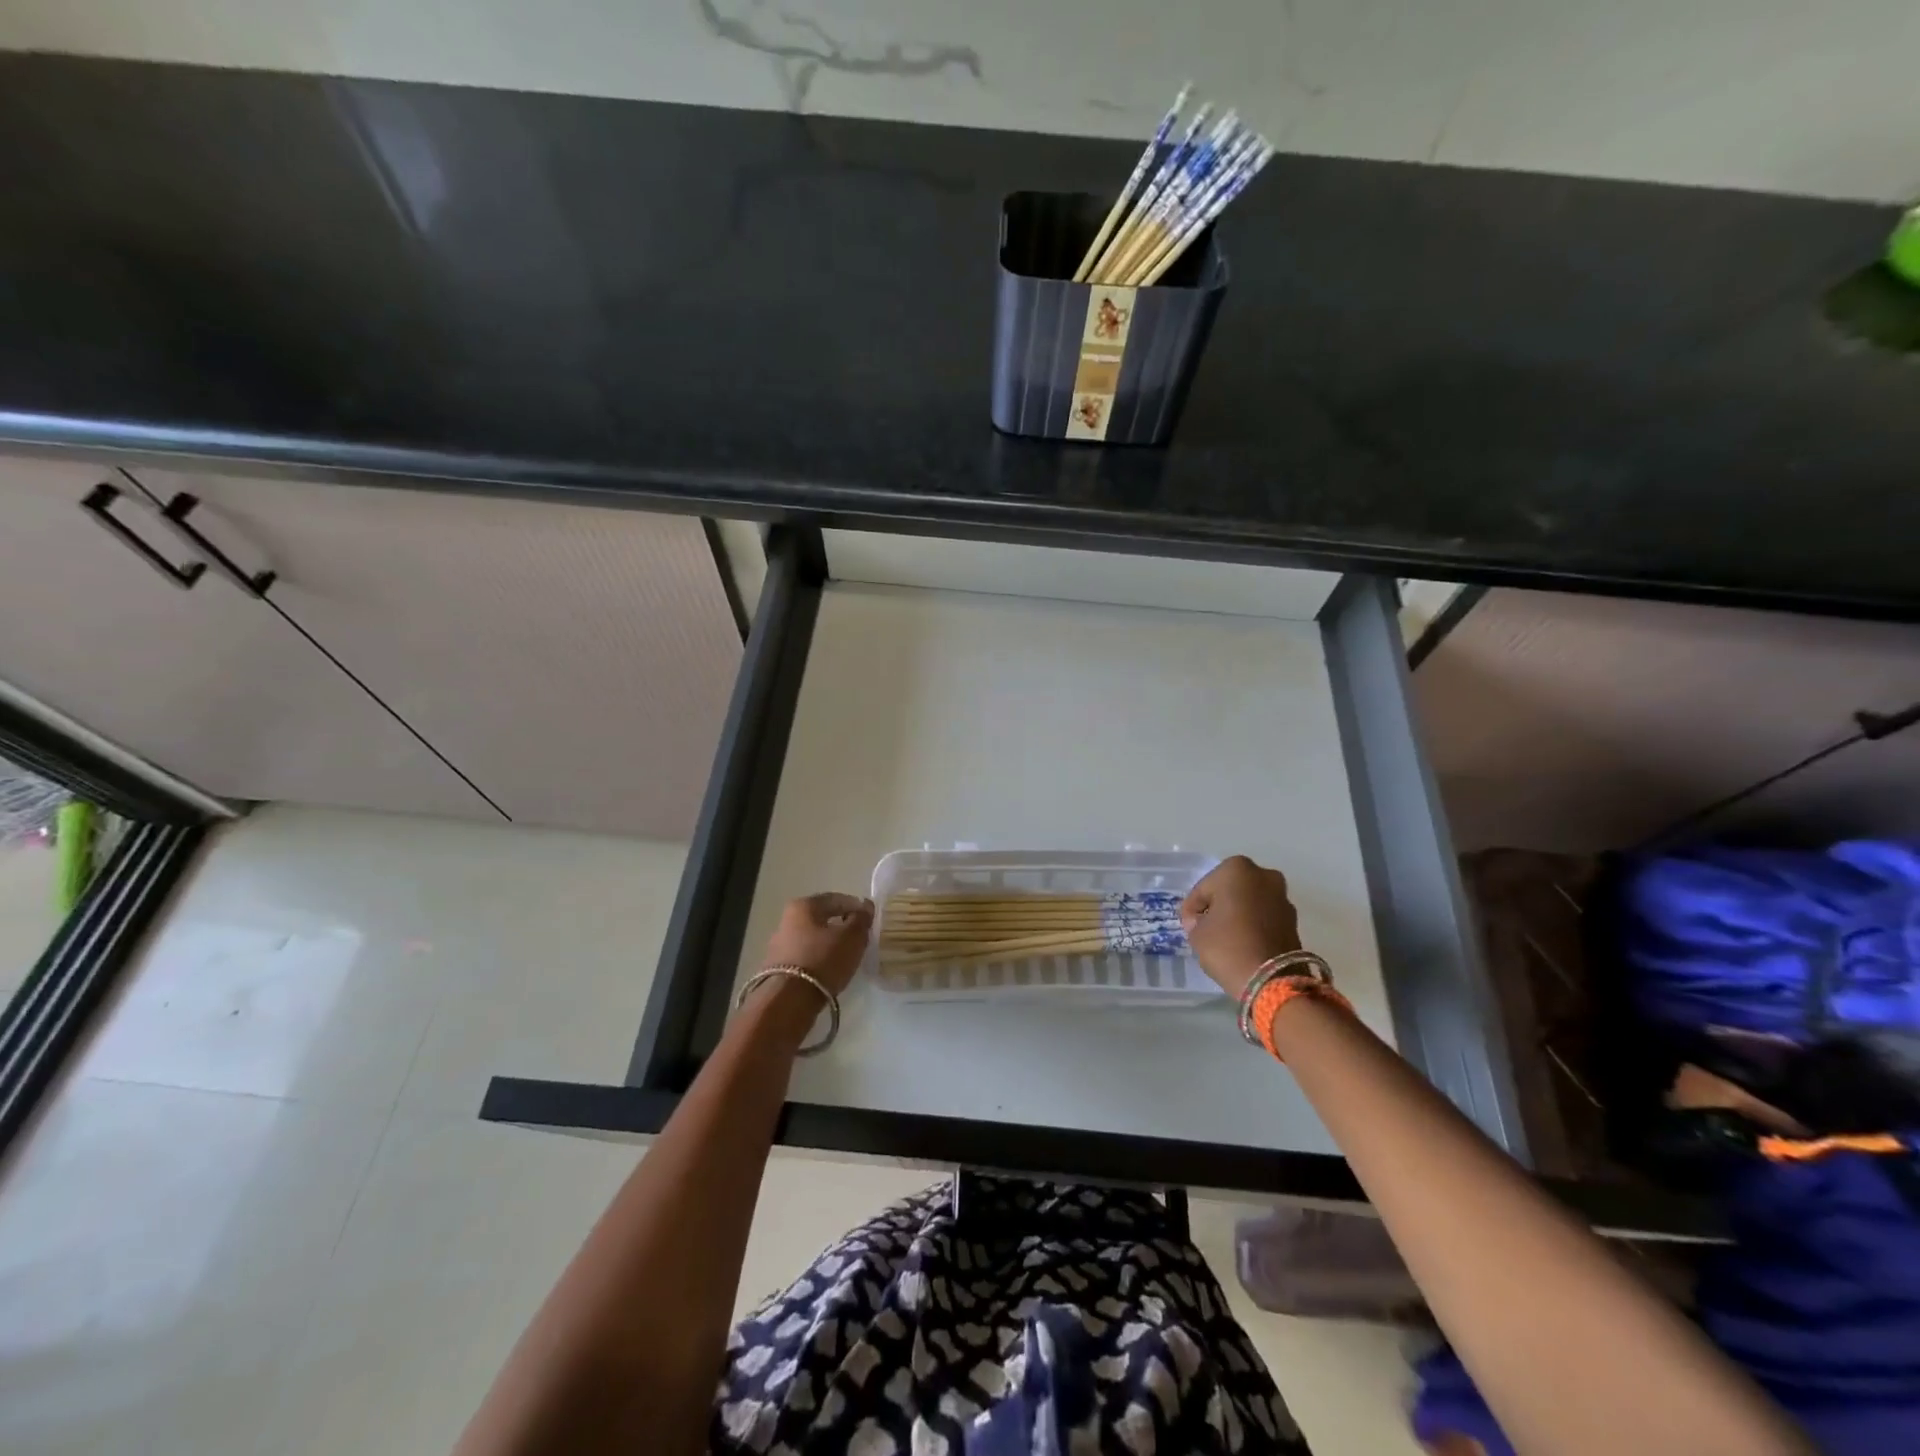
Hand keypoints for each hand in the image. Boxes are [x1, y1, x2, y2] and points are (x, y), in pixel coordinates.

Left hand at [761, 893, 873, 995]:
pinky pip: (806, 955)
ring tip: (847, 956)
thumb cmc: (823, 960)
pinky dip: (819, 958)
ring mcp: (779, 944)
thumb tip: (866, 906)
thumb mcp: (852, 937)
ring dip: (830, 943)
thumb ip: (861, 919)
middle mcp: (787, 919)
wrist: (788, 1001)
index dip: (857, 907)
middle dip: (842, 925)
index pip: (837, 899)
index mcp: (804, 905)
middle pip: (823, 918)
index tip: (871, 921)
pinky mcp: (777, 967)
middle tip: (860, 938)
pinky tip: (830, 969)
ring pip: (813, 937)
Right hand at [1180, 855, 1301, 999]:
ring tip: (1226, 938)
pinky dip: (1254, 926)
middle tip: (1207, 927)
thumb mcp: (1197, 933)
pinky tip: (1244, 943)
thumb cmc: (1227, 946)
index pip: (1203, 888)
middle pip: (1230, 890)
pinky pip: (1265, 917)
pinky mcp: (1294, 920)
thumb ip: (1196, 920)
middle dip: (1219, 906)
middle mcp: (1263, 875)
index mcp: (1235, 869)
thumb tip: (1202, 921)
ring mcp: (1282, 897)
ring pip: (1250, 902)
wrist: (1272, 980)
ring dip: (1238, 915)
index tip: (1188, 926)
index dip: (1192, 908)